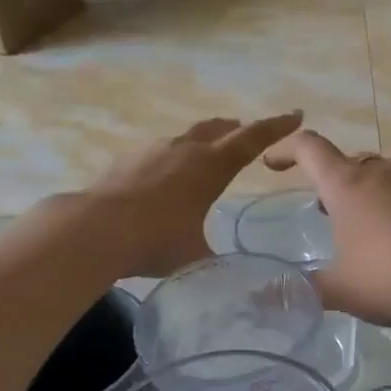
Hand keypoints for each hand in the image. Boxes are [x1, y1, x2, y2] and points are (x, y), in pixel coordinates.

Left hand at [83, 112, 302, 277]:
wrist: (95, 229)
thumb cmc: (156, 241)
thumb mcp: (196, 257)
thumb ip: (218, 262)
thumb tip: (233, 275)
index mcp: (211, 167)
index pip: (253, 139)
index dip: (276, 127)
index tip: (296, 115)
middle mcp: (185, 150)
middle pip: (218, 129)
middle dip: (238, 130)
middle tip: (249, 133)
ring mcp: (153, 150)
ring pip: (187, 137)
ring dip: (204, 140)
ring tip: (209, 151)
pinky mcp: (128, 160)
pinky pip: (160, 151)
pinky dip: (174, 157)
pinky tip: (167, 174)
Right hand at [262, 132, 390, 334]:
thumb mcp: (339, 291)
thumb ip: (304, 289)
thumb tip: (269, 296)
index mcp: (347, 185)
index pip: (309, 149)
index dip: (287, 150)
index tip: (274, 164)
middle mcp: (383, 170)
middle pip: (352, 157)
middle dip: (336, 178)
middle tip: (331, 211)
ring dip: (378, 175)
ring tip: (376, 206)